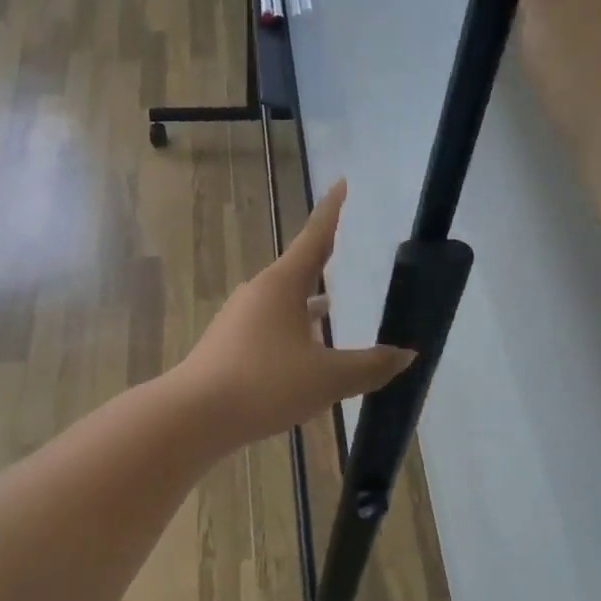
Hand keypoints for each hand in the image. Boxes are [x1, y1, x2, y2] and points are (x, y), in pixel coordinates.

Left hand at [174, 180, 414, 446]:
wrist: (194, 416)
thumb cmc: (265, 385)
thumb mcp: (328, 379)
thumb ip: (370, 366)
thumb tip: (406, 354)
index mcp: (282, 286)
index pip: (314, 238)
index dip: (331, 212)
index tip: (341, 183)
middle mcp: (257, 295)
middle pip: (297, 272)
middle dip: (321, 265)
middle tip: (342, 252)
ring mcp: (238, 321)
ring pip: (282, 306)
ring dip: (306, 307)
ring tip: (331, 310)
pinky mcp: (227, 348)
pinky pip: (268, 331)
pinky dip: (290, 334)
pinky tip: (301, 357)